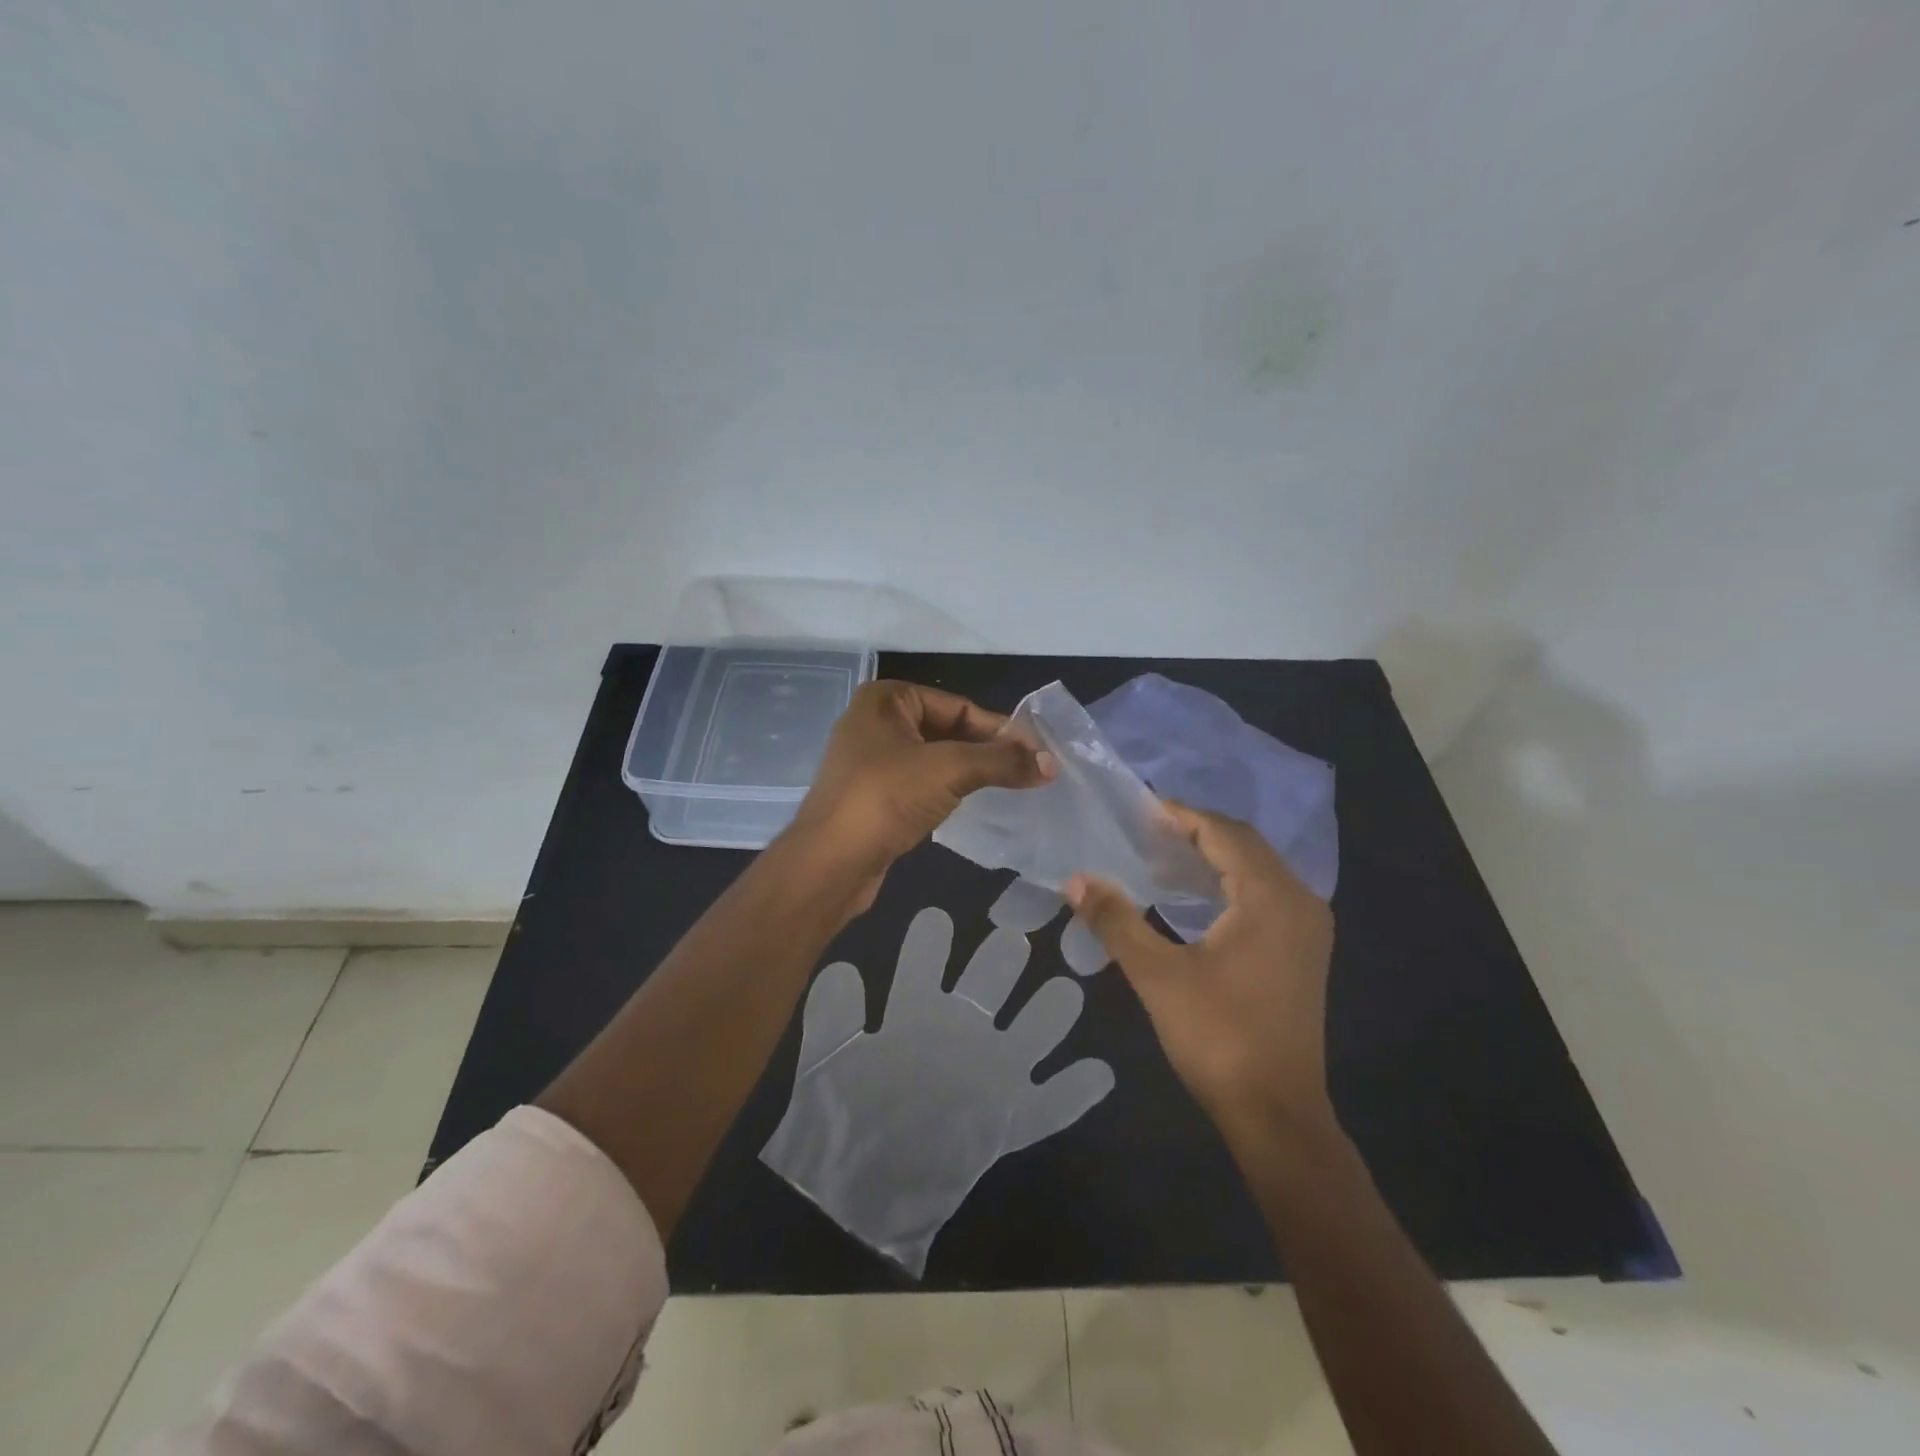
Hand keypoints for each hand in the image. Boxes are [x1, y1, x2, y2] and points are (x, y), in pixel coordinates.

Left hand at [761, 906, 1112, 1274]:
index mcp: (915, 1014)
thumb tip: (845, 969)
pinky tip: (1098, 1072)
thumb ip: (835, 1018)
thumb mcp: (829, 1064)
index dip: (928, 944)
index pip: (924, 966)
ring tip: (1065, 991)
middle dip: (1000, 960)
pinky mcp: (1010, 1118)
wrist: (860, 1195)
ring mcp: (989, 1073)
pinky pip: (1050, 1104)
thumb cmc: (841, 1119)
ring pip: (1029, 1032)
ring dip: (1047, 1014)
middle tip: (1014, 936)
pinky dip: (1073, 1091)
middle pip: (987, 983)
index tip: (936, 918)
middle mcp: (959, 1031)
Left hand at [788, 681, 1053, 908]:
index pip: (958, 706)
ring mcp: (871, 761)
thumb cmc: (885, 799)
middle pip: (948, 730)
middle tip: (1028, 772)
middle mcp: (875, 722)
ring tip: (1009, 788)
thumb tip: (1050, 762)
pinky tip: (971, 805)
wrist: (829, 864)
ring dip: (970, 771)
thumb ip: (1001, 761)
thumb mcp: (949, 770)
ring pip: (935, 758)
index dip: (999, 729)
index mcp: (885, 699)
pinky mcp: (874, 795)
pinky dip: (948, 790)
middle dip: (986, 750)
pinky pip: (921, 783)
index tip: (1036, 754)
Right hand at [1066, 802, 1335, 1157]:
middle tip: (1144, 831)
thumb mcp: (1157, 975)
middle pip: (1245, 845)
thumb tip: (1075, 880)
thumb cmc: (1218, 1037)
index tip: (1138, 809)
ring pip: (1257, 869)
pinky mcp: (1303, 951)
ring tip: (1161, 857)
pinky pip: (1265, 894)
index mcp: (1270, 897)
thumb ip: (1116, 920)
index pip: (1223, 833)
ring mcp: (1307, 928)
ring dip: (1212, 857)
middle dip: (1196, 832)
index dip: (1181, 816)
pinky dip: (1228, 883)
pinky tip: (1192, 897)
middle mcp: (1299, 901)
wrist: (1277, 1113)